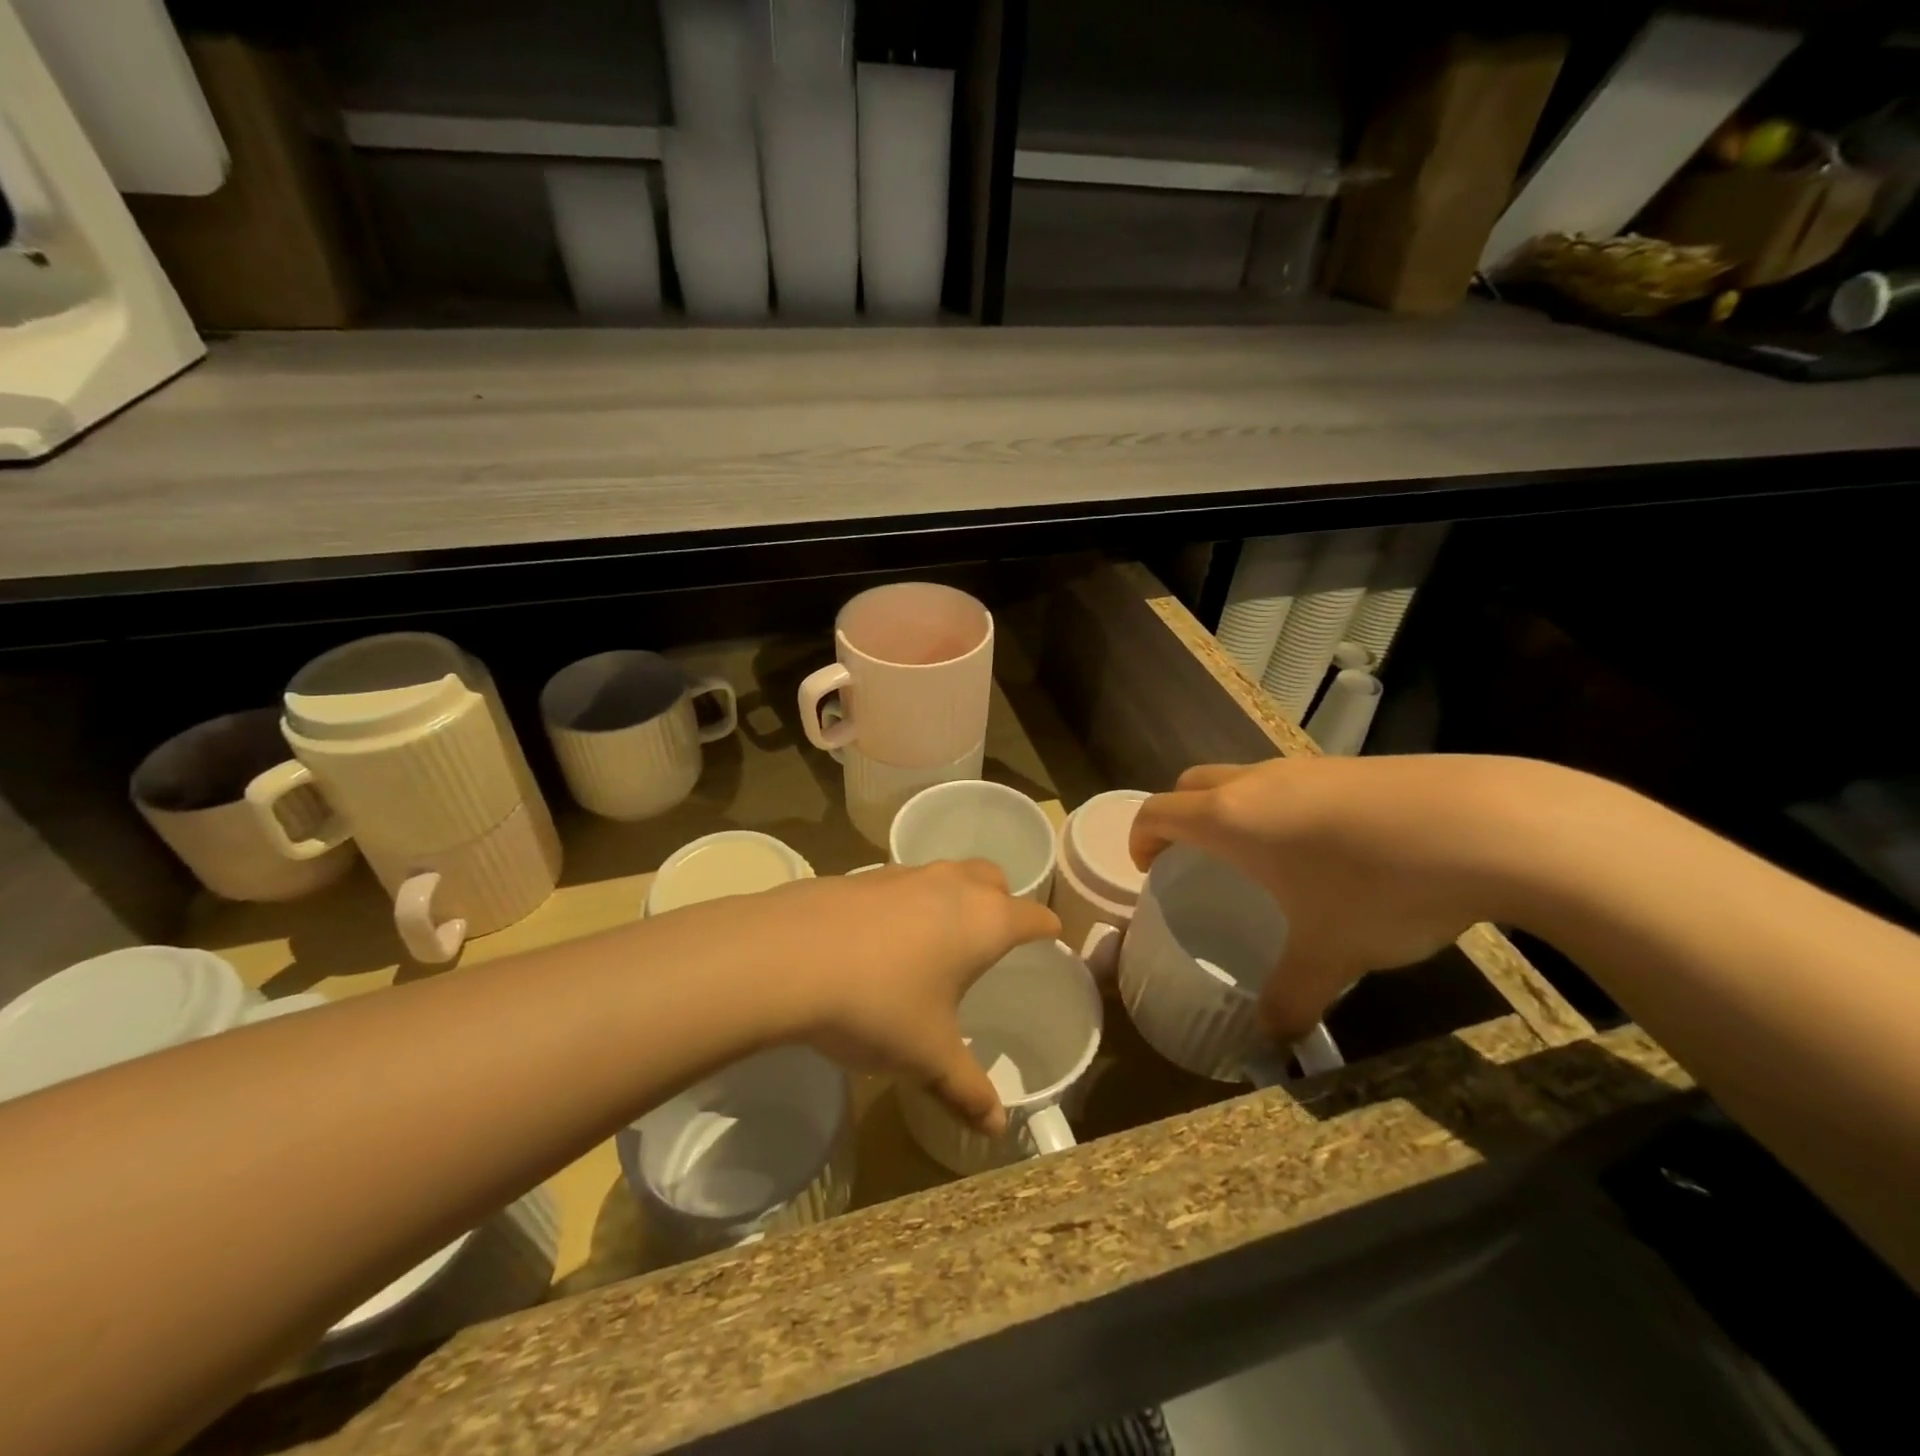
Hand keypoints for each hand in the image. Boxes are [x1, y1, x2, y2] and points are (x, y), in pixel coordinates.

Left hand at [738, 862, 1059, 1135]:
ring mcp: (904, 874)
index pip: (1034, 917)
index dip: (1048, 930)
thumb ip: (965, 1089)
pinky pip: (903, 882)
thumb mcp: (927, 1056)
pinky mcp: (862, 875)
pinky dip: (909, 902)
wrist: (788, 957)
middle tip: (993, 937)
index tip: (1052, 941)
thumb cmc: (879, 1005)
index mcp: (985, 921)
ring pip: (947, 874)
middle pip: (993, 878)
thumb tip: (995, 1128)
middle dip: (1002, 901)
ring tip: (939, 938)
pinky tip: (884, 939)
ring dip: (953, 897)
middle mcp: (952, 885)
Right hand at [1130, 756, 1531, 1040]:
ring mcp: (1307, 767)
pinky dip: (1284, 809)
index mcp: (1230, 819)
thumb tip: (1273, 1044)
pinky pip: (1294, 783)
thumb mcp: (1330, 954)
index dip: (1140, 838)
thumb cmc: (1377, 887)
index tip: (1148, 869)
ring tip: (1265, 861)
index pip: (1157, 811)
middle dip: (1180, 817)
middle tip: (1195, 861)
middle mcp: (1258, 783)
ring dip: (1234, 810)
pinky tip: (1331, 852)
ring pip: (1245, 779)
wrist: (1486, 825)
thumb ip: (1292, 997)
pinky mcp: (1353, 767)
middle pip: (1193, 784)